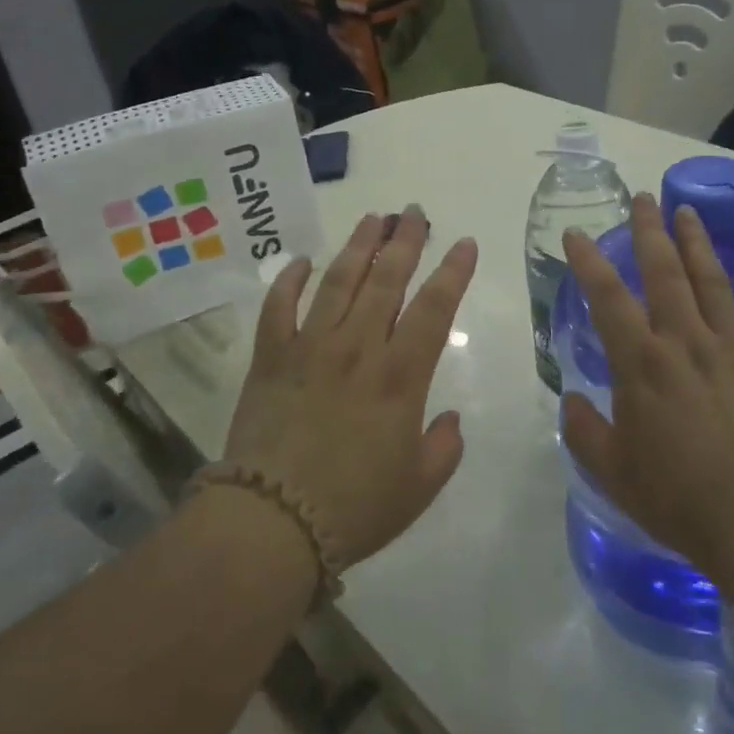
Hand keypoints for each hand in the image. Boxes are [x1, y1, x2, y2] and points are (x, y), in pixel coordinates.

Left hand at [222, 207, 476, 569]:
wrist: (271, 522)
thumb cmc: (354, 508)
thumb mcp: (419, 487)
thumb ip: (444, 448)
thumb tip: (450, 418)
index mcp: (400, 376)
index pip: (434, 308)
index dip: (452, 272)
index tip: (463, 243)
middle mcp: (357, 348)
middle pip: (386, 280)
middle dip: (404, 241)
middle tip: (413, 211)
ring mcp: (310, 347)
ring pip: (338, 281)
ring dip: (358, 246)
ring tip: (372, 219)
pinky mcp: (270, 357)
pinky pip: (278, 307)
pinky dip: (288, 280)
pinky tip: (301, 261)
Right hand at [560, 193, 733, 585]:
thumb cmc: (678, 499)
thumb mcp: (612, 471)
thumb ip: (585, 431)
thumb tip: (572, 401)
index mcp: (642, 364)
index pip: (607, 298)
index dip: (588, 261)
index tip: (575, 233)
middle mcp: (684, 342)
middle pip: (664, 273)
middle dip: (650, 231)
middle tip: (643, 197)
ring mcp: (731, 349)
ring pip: (710, 281)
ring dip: (696, 242)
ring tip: (687, 210)